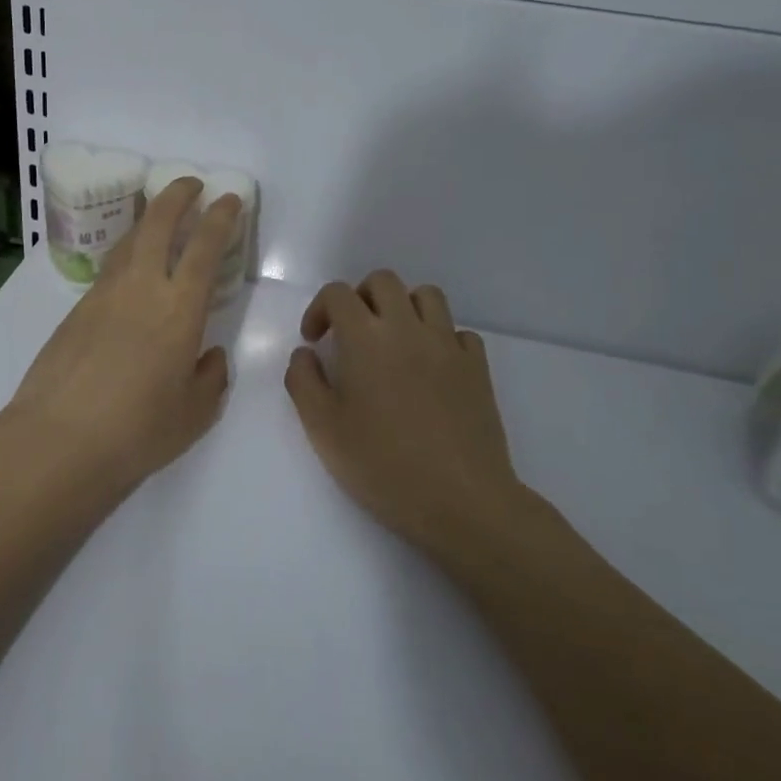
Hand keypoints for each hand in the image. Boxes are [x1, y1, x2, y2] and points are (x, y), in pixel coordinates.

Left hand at [0, 177, 243, 497]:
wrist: (58, 439)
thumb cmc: (137, 431)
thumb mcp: (194, 414)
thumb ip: (211, 378)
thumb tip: (210, 355)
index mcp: (180, 310)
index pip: (205, 248)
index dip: (220, 218)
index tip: (228, 199)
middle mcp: (141, 289)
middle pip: (158, 223)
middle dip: (177, 195)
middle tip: (191, 184)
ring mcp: (103, 295)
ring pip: (129, 241)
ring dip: (148, 220)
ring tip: (160, 218)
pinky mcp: (75, 310)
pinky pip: (109, 269)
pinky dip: (127, 256)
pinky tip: (130, 273)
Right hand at [284, 271, 530, 565]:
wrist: (460, 499)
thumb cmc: (381, 464)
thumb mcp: (322, 428)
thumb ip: (303, 381)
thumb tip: (305, 353)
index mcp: (365, 338)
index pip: (338, 293)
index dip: (319, 309)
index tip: (315, 341)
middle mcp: (408, 328)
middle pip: (383, 281)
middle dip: (360, 298)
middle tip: (351, 334)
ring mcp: (448, 344)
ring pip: (427, 296)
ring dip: (404, 307)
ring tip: (393, 342)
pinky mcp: (478, 367)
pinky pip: (459, 332)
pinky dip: (441, 338)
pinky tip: (431, 368)